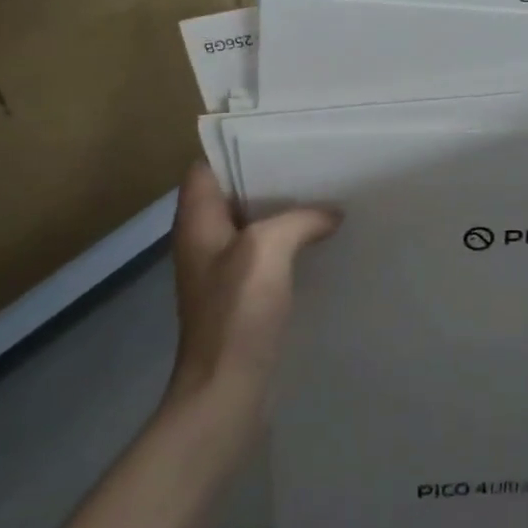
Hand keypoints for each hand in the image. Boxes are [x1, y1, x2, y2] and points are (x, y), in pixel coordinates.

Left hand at [165, 161, 338, 411]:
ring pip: (253, 223)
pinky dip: (289, 241)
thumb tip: (331, 213)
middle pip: (233, 193)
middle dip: (269, 176)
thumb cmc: (237, 312)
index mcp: (197, 222)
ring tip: (323, 192)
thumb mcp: (268, 248)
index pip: (205, 168)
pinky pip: (266, 252)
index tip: (276, 136)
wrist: (226, 392)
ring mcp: (221, 270)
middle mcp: (204, 240)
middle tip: (312, 160)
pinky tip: (321, 238)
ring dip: (283, 210)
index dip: (234, 148)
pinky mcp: (241, 295)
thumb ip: (301, 219)